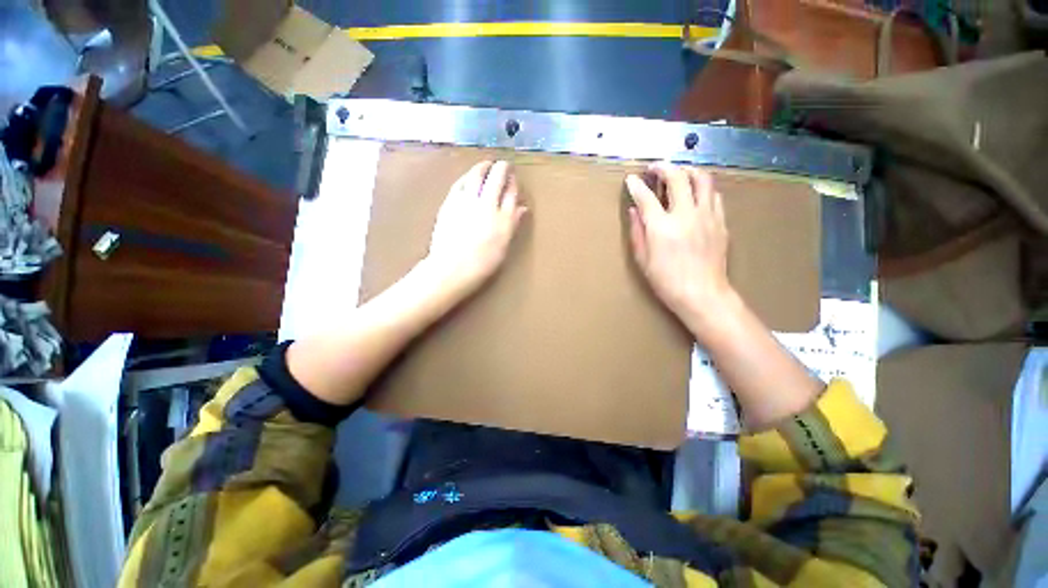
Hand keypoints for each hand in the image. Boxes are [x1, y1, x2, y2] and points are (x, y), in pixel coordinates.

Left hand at [424, 160, 526, 298]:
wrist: (452, 268)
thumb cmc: (482, 263)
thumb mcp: (504, 245)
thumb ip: (513, 223)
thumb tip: (522, 208)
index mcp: (505, 218)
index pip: (512, 192)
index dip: (513, 182)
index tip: (513, 177)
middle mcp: (488, 204)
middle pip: (497, 178)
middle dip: (502, 168)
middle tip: (503, 164)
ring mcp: (468, 201)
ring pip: (477, 175)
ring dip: (483, 167)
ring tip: (486, 164)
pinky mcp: (450, 202)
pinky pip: (460, 183)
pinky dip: (467, 177)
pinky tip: (468, 177)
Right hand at [626, 162, 733, 329]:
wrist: (705, 297)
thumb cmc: (670, 284)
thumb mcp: (644, 262)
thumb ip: (638, 232)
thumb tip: (634, 210)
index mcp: (662, 227)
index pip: (645, 194)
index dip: (635, 184)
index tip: (631, 180)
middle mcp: (686, 215)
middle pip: (676, 176)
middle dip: (662, 167)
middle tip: (655, 170)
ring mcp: (707, 216)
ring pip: (701, 178)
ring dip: (687, 171)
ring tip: (680, 175)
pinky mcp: (720, 222)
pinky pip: (714, 195)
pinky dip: (703, 190)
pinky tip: (697, 197)